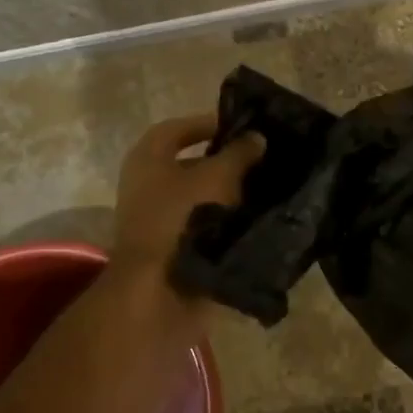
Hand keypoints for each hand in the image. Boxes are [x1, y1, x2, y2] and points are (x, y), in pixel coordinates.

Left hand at [112, 114, 263, 281]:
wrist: (162, 288)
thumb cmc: (183, 217)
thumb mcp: (218, 175)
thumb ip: (239, 153)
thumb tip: (256, 137)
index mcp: (147, 158)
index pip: (177, 129)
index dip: (207, 124)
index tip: (241, 127)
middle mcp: (146, 185)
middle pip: (190, 164)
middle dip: (224, 160)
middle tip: (260, 158)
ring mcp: (158, 219)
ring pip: (199, 196)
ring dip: (229, 192)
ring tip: (265, 187)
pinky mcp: (172, 247)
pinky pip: (203, 224)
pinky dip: (225, 220)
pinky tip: (255, 217)